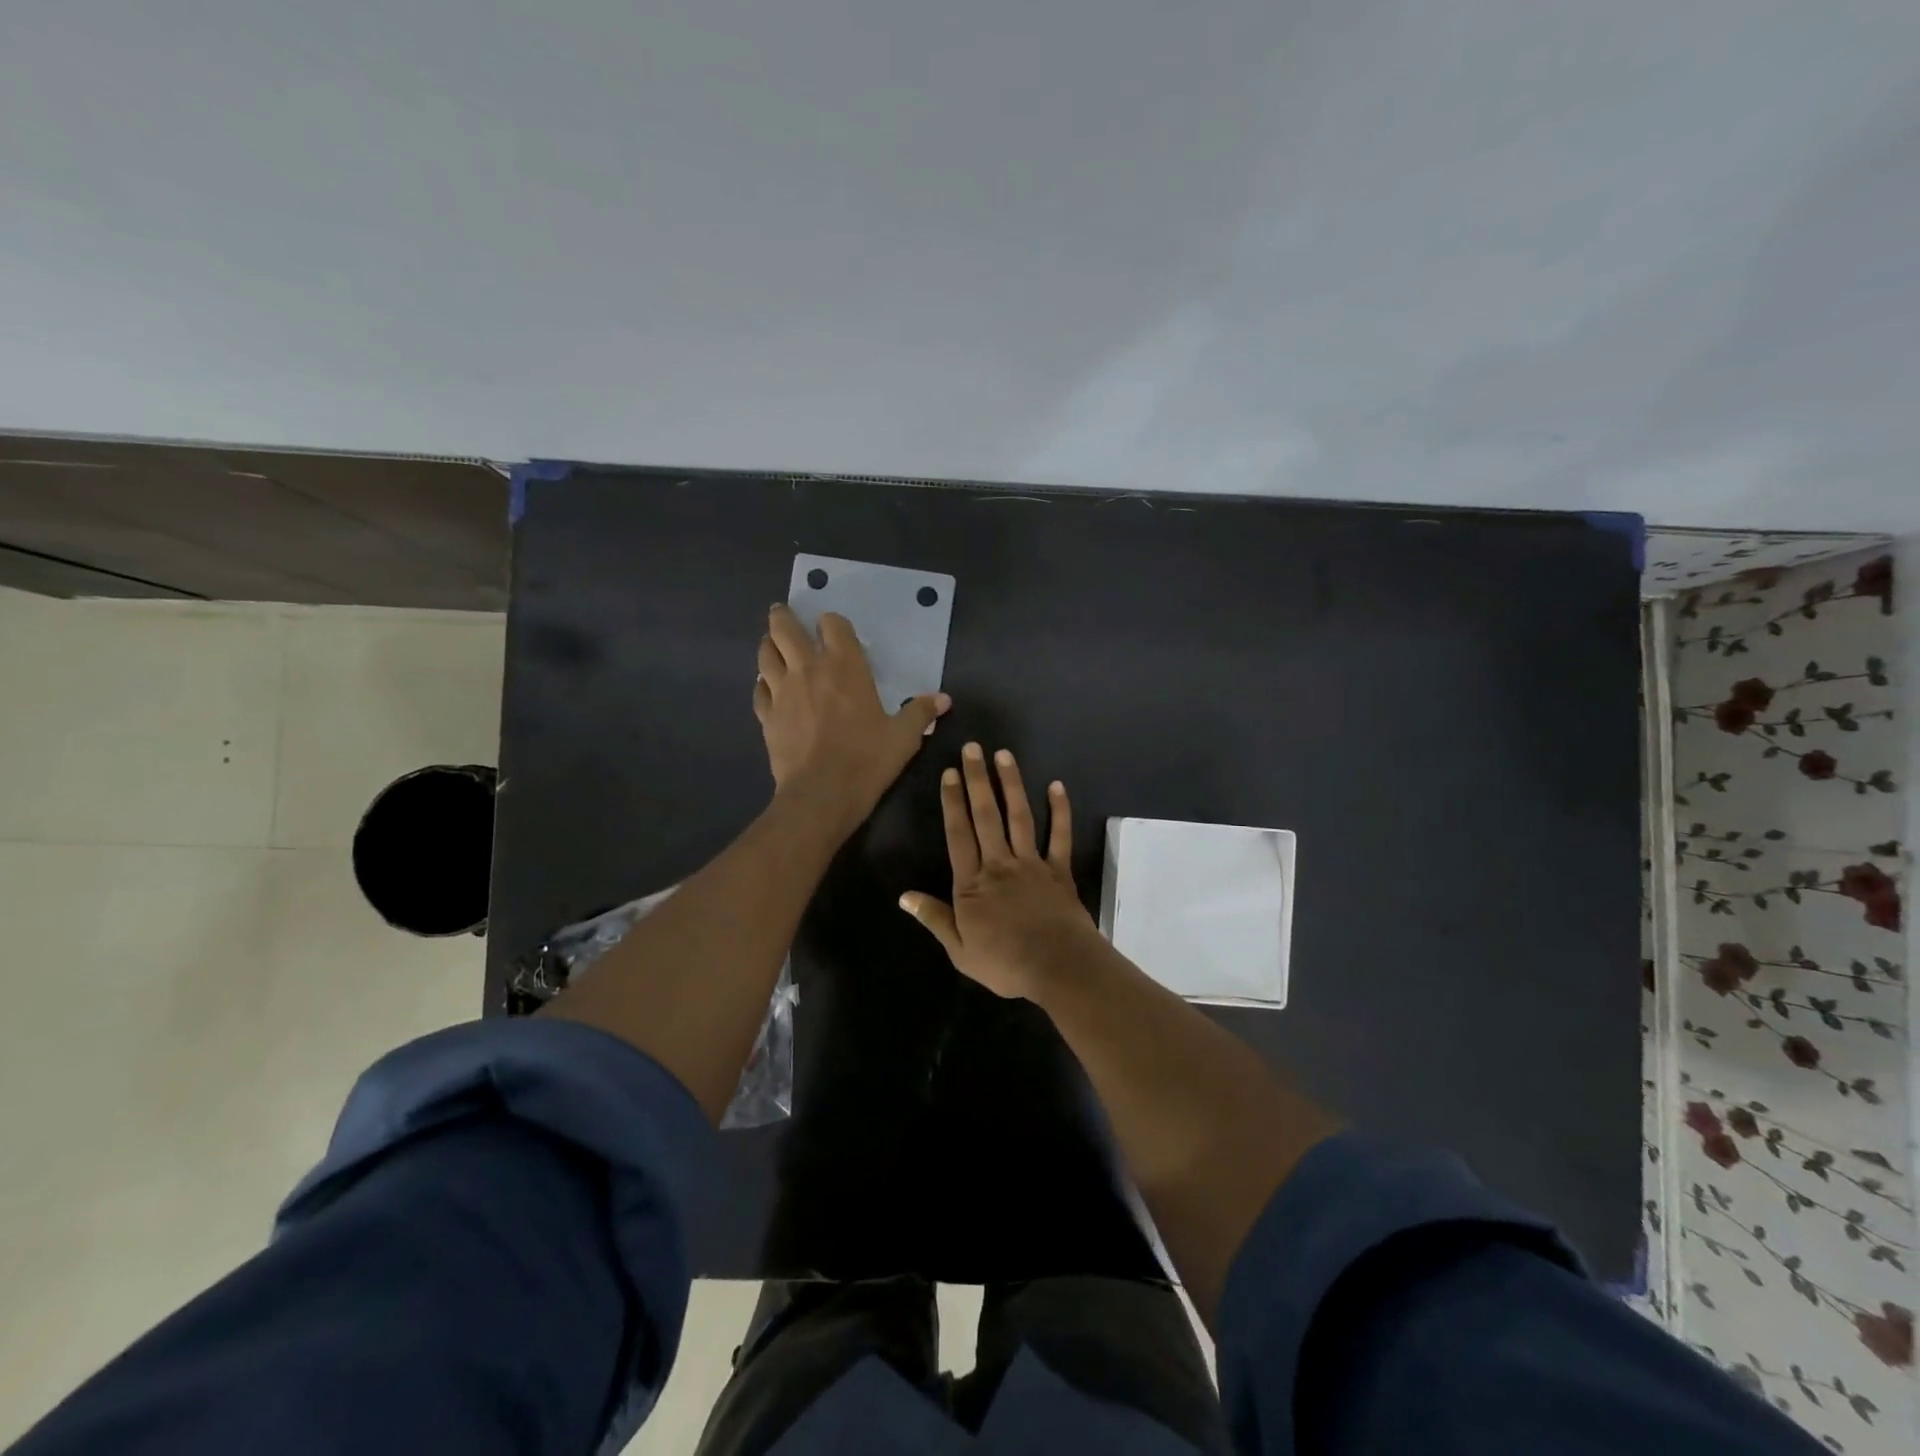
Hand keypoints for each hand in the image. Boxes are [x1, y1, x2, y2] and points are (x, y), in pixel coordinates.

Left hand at [754, 604, 949, 832]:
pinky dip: (763, 684)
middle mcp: (808, 669)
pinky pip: (759, 690)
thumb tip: (944, 699)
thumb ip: (921, 712)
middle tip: (784, 614)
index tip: (834, 629)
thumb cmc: (867, 759)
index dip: (832, 623)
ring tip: (773, 646)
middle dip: (783, 618)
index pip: (832, 624)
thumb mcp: (904, 737)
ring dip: (769, 646)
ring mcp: (782, 691)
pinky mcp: (766, 716)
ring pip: (765, 654)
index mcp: (845, 666)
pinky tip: (768, 688)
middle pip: (784, 628)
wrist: (822, 794)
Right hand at [899, 743, 1102, 999]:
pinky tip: (1056, 786)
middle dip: (977, 780)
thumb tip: (904, 896)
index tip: (950, 773)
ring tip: (1004, 755)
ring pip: (1019, 817)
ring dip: (1011, 784)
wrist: (1057, 966)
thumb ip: (934, 918)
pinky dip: (1060, 811)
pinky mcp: (1059, 870)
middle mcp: (999, 864)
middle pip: (985, 816)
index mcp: (972, 884)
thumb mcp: (959, 950)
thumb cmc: (1005, 963)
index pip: (958, 834)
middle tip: (972, 748)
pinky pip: (1060, 836)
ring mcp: (1031, 864)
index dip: (952, 802)